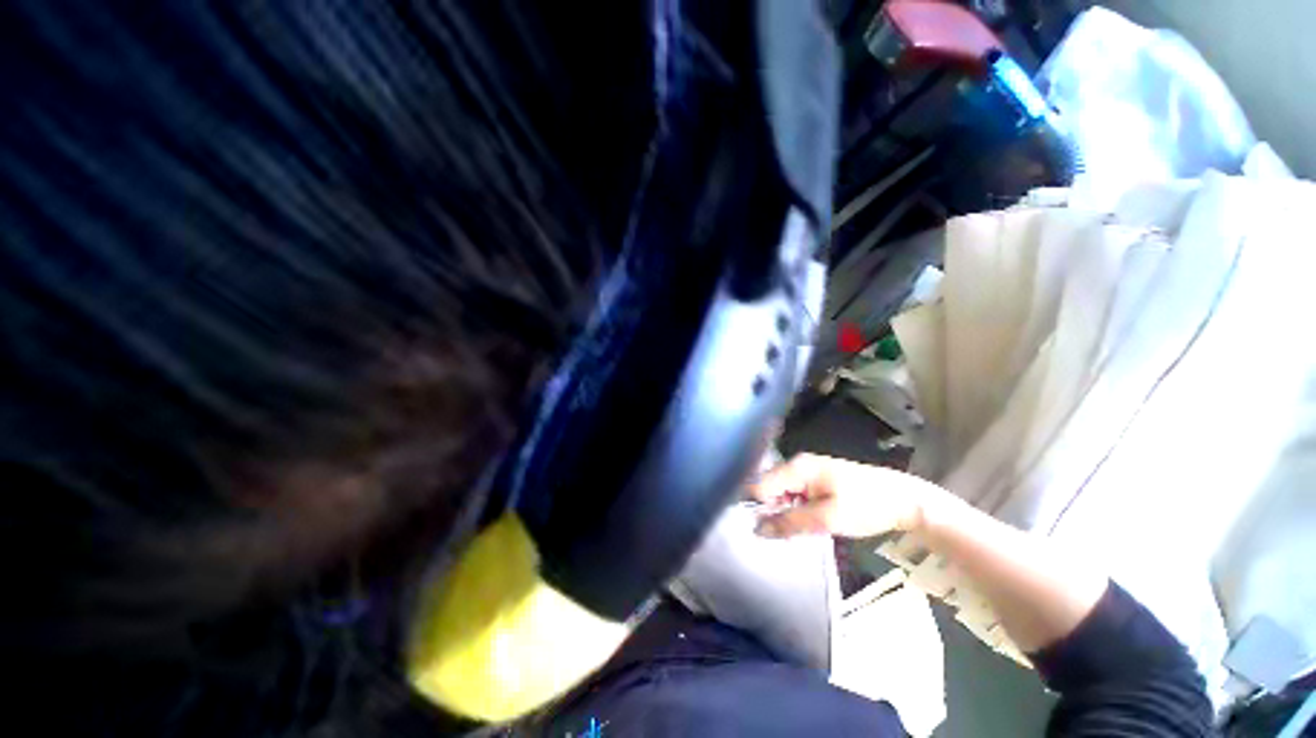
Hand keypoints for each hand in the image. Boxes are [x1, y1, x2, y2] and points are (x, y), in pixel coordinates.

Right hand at [750, 453, 943, 538]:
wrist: (903, 500)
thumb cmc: (865, 506)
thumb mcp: (827, 518)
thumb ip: (790, 522)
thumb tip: (757, 529)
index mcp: (796, 467)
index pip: (759, 485)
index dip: (756, 508)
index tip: (759, 531)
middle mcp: (796, 464)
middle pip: (767, 488)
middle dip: (768, 511)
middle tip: (777, 535)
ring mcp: (806, 471)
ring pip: (779, 493)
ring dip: (781, 512)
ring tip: (789, 532)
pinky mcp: (815, 480)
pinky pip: (792, 494)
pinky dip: (793, 510)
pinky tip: (801, 523)